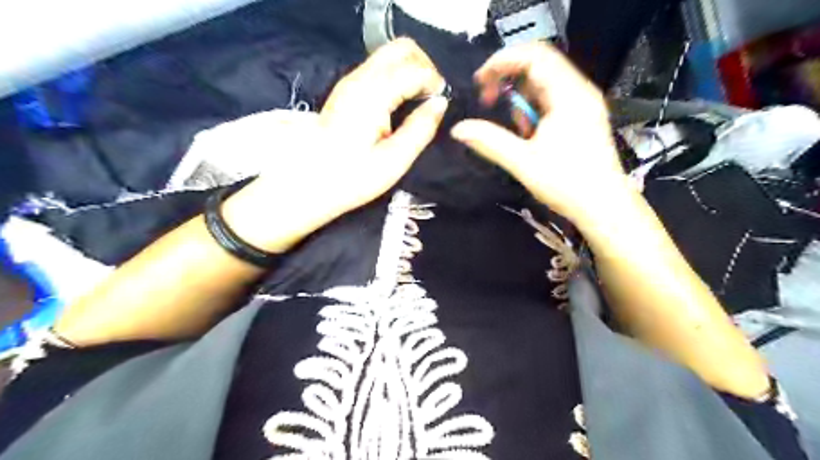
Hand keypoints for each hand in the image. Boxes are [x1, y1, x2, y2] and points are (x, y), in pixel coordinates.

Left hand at [221, 38, 447, 252]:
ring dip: (411, 71)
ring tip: (419, 102)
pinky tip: (401, 104)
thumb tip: (440, 103)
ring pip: (390, 55)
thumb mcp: (394, 160)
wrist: (309, 183)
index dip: (434, 83)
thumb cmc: (352, 178)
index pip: (414, 68)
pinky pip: (380, 69)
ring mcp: (350, 81)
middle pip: (402, 48)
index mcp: (372, 95)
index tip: (440, 106)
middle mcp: (359, 78)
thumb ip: (420, 128)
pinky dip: (398, 77)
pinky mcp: (347, 90)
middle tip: (432, 97)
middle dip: (425, 67)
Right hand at [451, 43, 629, 228]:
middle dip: (507, 80)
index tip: (479, 82)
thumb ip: (489, 142)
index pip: (533, 56)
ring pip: (543, 83)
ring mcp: (582, 103)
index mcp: (568, 95)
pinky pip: (551, 98)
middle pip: (538, 65)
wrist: (603, 206)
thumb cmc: (567, 184)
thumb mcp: (523, 162)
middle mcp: (578, 91)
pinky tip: (529, 133)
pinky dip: (532, 109)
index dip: (501, 62)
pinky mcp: (581, 116)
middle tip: (488, 102)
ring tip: (516, 130)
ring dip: (520, 99)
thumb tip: (458, 129)